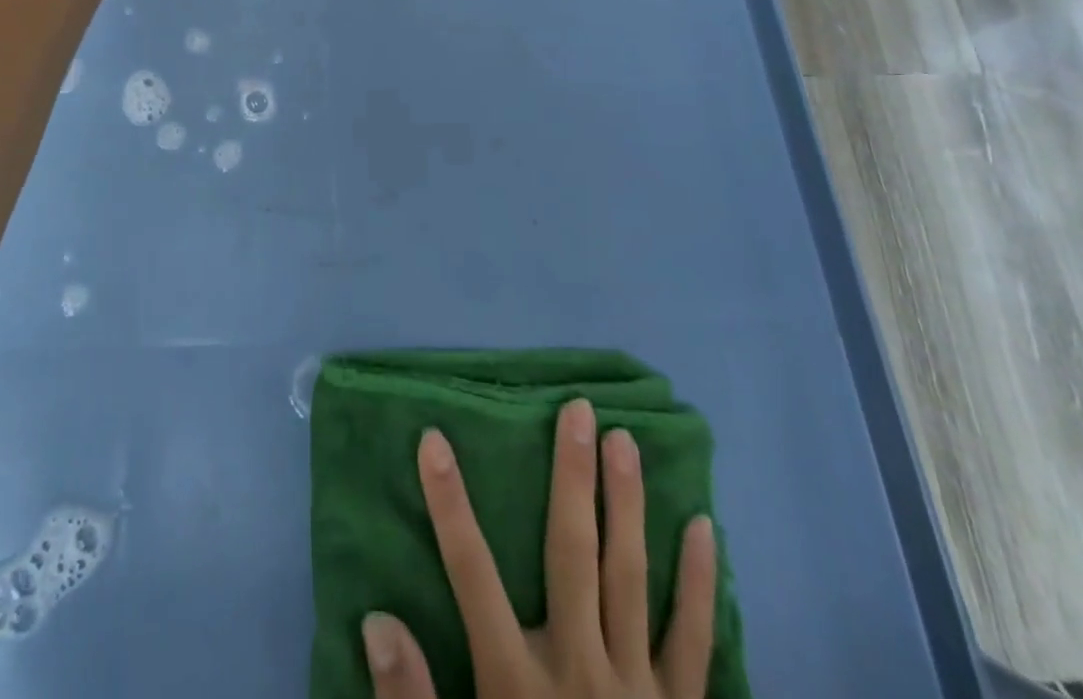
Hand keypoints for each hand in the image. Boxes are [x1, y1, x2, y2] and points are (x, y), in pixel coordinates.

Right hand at [362, 401, 717, 698]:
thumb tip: (378, 618)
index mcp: (518, 686)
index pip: (471, 573)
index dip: (450, 503)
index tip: (434, 438)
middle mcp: (580, 671)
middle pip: (572, 553)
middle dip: (572, 476)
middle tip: (579, 412)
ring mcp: (638, 692)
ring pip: (630, 577)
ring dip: (627, 505)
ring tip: (626, 441)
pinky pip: (692, 642)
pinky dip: (698, 584)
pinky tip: (705, 529)